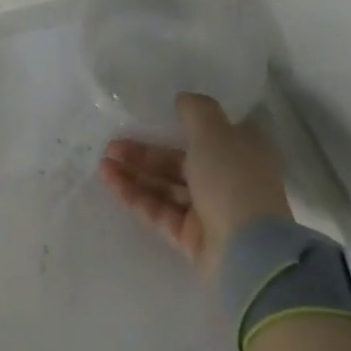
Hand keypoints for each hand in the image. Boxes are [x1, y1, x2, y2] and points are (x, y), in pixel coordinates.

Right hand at [98, 92, 292, 276]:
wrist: (247, 251)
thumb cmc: (232, 179)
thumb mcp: (214, 131)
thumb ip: (195, 109)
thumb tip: (183, 100)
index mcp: (242, 150)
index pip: (209, 131)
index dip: (179, 122)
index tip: (149, 116)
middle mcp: (227, 178)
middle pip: (179, 159)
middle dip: (145, 152)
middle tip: (111, 145)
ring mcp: (210, 209)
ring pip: (167, 185)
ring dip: (135, 173)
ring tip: (103, 164)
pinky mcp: (192, 236)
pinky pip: (160, 210)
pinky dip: (136, 196)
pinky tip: (111, 183)